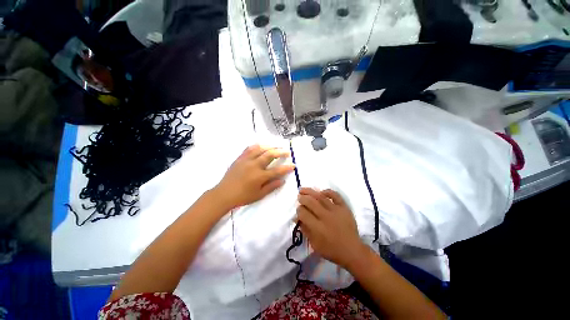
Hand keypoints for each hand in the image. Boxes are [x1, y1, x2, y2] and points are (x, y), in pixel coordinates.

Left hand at [213, 145, 294, 209]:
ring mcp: (246, 160)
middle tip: (287, 151)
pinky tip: (261, 146)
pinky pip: (249, 149)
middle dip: (280, 152)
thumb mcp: (259, 195)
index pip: (277, 170)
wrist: (224, 194)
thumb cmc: (243, 196)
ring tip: (276, 147)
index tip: (293, 165)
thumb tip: (282, 180)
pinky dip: (256, 146)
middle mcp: (254, 165)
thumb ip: (271, 186)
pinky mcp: (240, 158)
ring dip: (270, 147)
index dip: (287, 167)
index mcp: (260, 176)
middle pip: (270, 155)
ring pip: (260, 149)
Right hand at [297, 188, 367, 268]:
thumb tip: (297, 218)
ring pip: (320, 197)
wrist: (352, 251)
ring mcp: (335, 210)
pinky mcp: (344, 208)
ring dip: (310, 192)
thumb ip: (305, 230)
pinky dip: (328, 192)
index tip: (298, 210)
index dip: (298, 210)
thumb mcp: (314, 244)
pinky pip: (336, 196)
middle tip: (299, 197)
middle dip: (302, 198)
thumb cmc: (331, 250)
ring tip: (303, 189)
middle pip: (311, 202)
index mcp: (317, 227)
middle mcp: (325, 216)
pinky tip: (322, 192)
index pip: (303, 213)